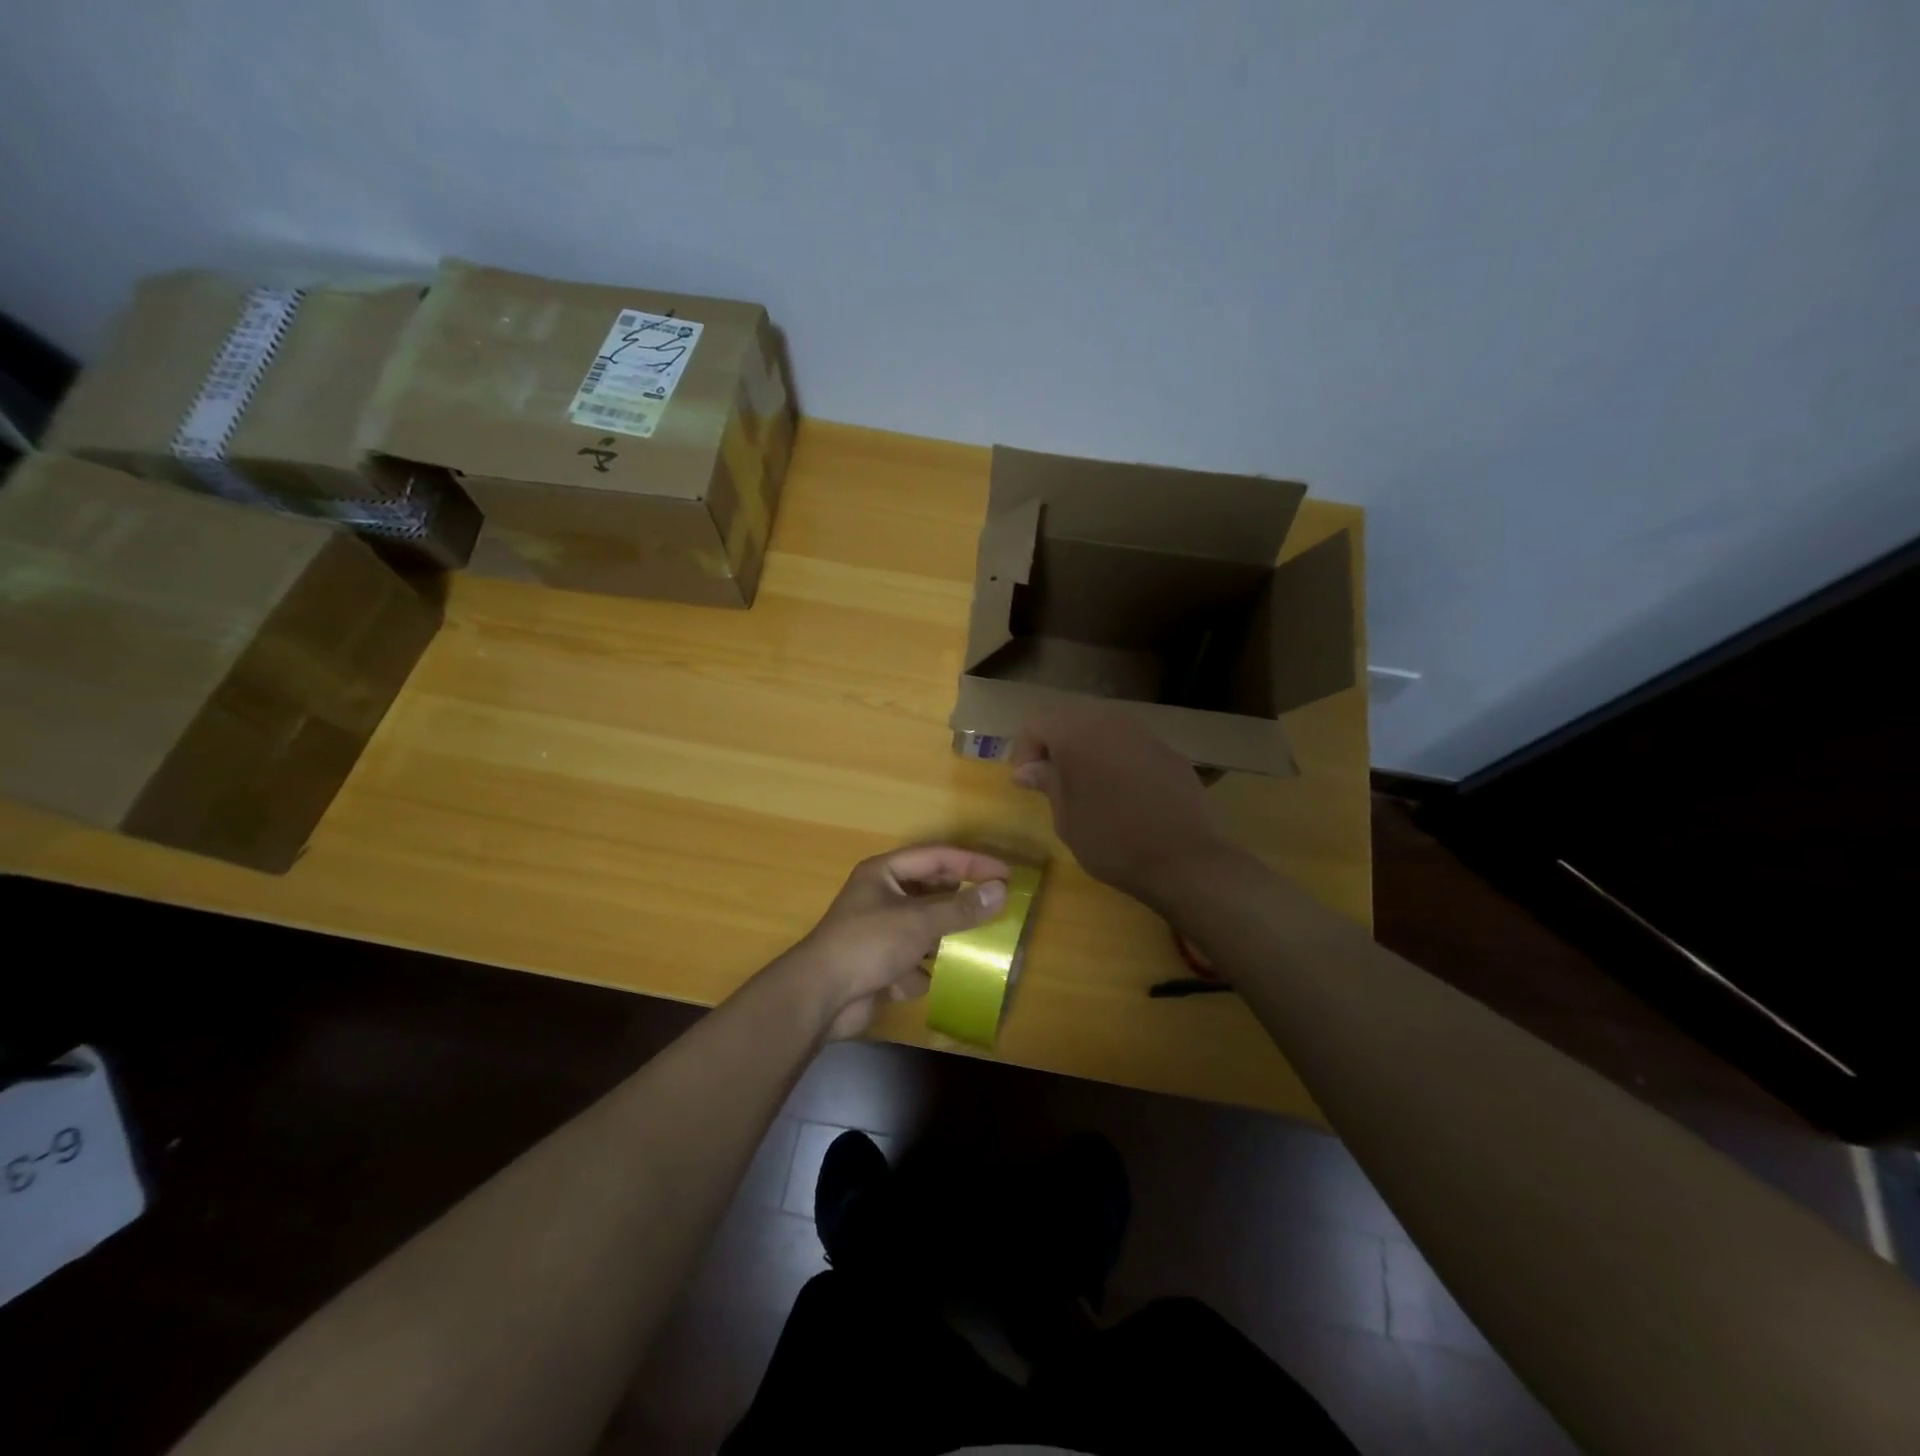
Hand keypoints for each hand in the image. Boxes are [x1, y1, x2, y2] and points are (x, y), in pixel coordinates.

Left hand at [776, 846, 1010, 1039]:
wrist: (820, 997)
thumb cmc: (868, 944)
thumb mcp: (919, 921)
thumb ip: (961, 908)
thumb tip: (1001, 891)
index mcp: (884, 873)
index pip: (937, 857)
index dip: (972, 862)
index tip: (1005, 873)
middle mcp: (882, 896)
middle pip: (932, 892)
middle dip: (959, 904)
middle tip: (996, 907)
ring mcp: (880, 932)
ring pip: (925, 929)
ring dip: (942, 940)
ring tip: (973, 946)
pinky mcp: (880, 964)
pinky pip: (912, 961)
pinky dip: (917, 972)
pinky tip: (913, 981)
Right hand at [1009, 704, 1235, 905]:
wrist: (1185, 859)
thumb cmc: (1112, 841)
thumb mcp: (1066, 819)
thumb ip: (1047, 783)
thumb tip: (1028, 769)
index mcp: (1077, 733)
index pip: (1037, 723)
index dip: (1024, 750)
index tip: (1026, 783)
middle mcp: (1111, 721)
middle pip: (1070, 718)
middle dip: (1055, 744)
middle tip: (1051, 780)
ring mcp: (1144, 733)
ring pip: (1103, 727)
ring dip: (1087, 749)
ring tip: (1086, 785)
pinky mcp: (1169, 751)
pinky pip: (1131, 744)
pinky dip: (1117, 758)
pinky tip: (1122, 792)